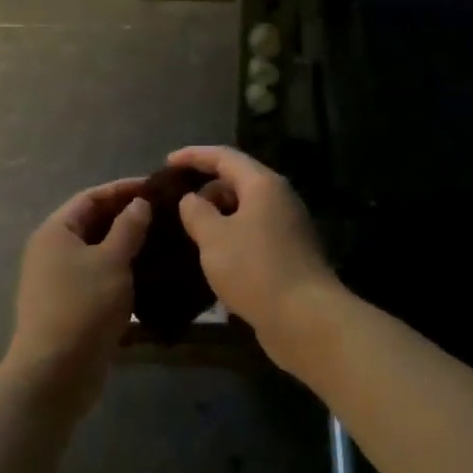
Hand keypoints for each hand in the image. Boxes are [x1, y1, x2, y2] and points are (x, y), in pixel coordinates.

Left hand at [7, 180, 151, 399]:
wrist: (56, 372)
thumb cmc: (83, 306)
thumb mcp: (112, 261)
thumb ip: (128, 228)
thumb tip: (139, 203)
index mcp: (55, 232)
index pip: (90, 197)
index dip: (122, 189)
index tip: (155, 187)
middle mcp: (52, 251)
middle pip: (92, 223)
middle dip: (126, 217)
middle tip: (164, 214)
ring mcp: (59, 281)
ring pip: (97, 252)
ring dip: (126, 246)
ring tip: (162, 241)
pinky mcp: (71, 306)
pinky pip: (98, 277)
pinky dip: (121, 271)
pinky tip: (149, 274)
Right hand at [167, 146, 340, 353]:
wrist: (305, 317)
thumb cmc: (254, 269)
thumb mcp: (213, 237)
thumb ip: (196, 212)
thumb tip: (191, 200)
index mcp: (263, 184)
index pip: (224, 156)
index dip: (193, 156)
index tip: (166, 163)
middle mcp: (279, 199)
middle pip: (237, 181)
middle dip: (205, 189)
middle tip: (174, 205)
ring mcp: (287, 227)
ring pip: (245, 210)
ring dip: (217, 216)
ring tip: (188, 231)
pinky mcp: (288, 254)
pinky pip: (253, 233)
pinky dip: (230, 237)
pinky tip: (212, 256)